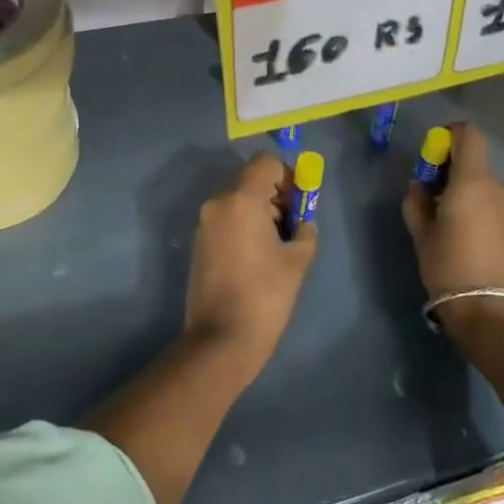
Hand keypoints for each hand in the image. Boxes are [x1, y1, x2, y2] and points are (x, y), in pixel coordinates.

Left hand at [184, 153, 318, 383]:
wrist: (221, 339)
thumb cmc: (265, 296)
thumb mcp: (297, 260)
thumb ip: (304, 229)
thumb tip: (302, 221)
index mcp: (240, 200)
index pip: (266, 163)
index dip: (288, 175)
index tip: (300, 202)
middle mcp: (217, 203)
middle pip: (250, 178)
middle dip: (275, 193)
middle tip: (293, 223)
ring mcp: (204, 223)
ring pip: (237, 198)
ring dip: (259, 208)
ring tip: (276, 242)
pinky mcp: (199, 242)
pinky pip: (225, 217)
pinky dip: (243, 222)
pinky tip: (257, 254)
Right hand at [402, 124, 503, 335]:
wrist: (491, 312)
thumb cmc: (448, 266)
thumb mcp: (421, 233)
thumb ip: (416, 201)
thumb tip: (419, 186)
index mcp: (472, 181)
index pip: (468, 135)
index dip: (449, 135)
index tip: (432, 154)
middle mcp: (497, 188)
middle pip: (474, 161)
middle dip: (450, 169)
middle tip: (429, 193)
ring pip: (483, 185)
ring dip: (463, 191)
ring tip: (444, 219)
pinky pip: (492, 205)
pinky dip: (477, 208)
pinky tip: (463, 236)